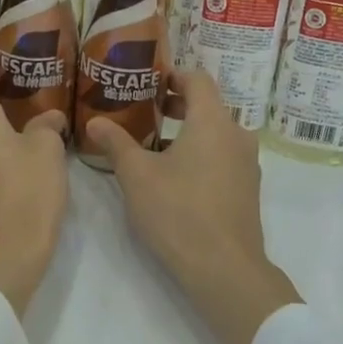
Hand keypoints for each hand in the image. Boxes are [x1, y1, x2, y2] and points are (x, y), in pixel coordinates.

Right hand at [83, 70, 298, 343]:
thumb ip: (116, 142)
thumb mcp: (137, 175)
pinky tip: (175, 175)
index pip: (197, 79)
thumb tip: (94, 121)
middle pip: (207, 106)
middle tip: (144, 110)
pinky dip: (201, 153)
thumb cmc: (178, 212)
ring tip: (153, 145)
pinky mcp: (248, 189)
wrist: (224, 268)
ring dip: (187, 132)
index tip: (148, 80)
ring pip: (216, 133)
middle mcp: (237, 135)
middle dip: (175, 105)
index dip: (172, 75)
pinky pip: (223, 156)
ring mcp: (247, 163)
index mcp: (212, 121)